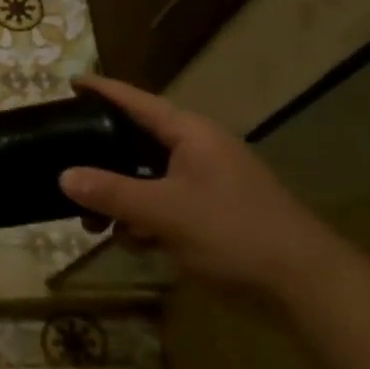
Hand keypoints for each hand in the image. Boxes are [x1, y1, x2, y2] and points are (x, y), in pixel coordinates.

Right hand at [59, 76, 363, 304]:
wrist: (306, 285)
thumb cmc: (234, 232)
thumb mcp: (164, 211)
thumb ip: (111, 192)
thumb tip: (63, 176)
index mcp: (191, 135)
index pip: (138, 102)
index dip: (103, 91)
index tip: (70, 82)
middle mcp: (198, 151)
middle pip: (137, 141)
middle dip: (100, 157)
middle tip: (63, 161)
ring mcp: (206, 183)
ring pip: (146, 178)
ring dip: (117, 196)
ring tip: (89, 221)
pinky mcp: (210, 213)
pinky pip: (161, 204)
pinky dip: (141, 218)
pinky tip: (126, 240)